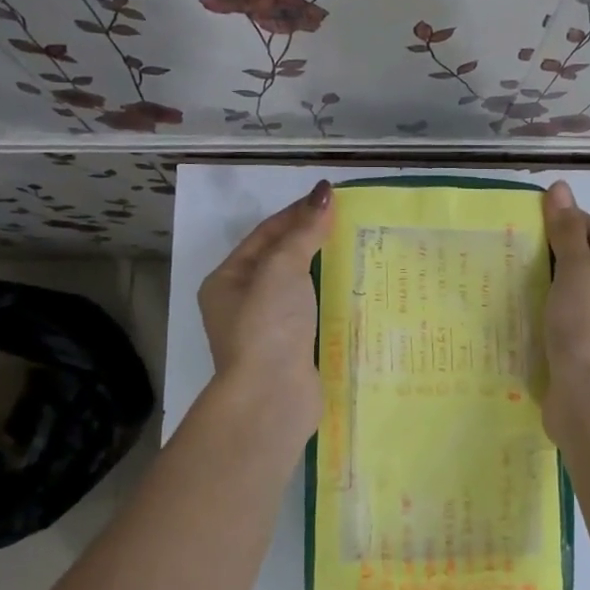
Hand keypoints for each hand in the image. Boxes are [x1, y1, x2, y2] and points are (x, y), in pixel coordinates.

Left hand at [198, 181, 334, 436]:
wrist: (272, 397)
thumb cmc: (269, 325)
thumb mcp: (283, 268)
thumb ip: (304, 231)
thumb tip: (323, 193)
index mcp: (228, 280)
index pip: (265, 234)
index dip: (297, 212)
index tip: (331, 198)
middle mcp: (243, 304)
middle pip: (281, 261)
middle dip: (313, 241)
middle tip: (351, 224)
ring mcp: (268, 331)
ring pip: (300, 290)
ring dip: (326, 271)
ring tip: (361, 253)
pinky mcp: (293, 352)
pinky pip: (314, 315)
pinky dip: (333, 301)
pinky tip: (358, 293)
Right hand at [541, 181, 589, 446]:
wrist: (589, 411)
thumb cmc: (589, 338)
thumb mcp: (577, 278)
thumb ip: (567, 234)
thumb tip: (560, 188)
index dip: (568, 220)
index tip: (531, 211)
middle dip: (555, 251)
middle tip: (516, 238)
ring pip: (576, 291)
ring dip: (548, 278)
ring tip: (513, 266)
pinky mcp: (589, 350)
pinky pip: (568, 316)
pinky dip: (547, 305)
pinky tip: (521, 301)